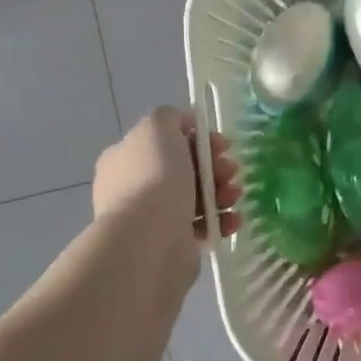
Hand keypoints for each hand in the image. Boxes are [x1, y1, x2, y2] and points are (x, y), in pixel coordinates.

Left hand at [92, 109, 240, 260]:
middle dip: (215, 166)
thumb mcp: (157, 128)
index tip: (222, 144)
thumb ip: (170, 117)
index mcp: (126, 158)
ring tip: (235, 196)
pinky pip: (203, 225)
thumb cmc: (154, 178)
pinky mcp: (173, 243)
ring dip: (223, 192)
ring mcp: (153, 217)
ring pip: (197, 197)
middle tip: (231, 170)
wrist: (148, 240)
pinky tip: (233, 219)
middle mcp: (135, 187)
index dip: (198, 138)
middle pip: (185, 169)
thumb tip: (185, 125)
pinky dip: (222, 220)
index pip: (166, 141)